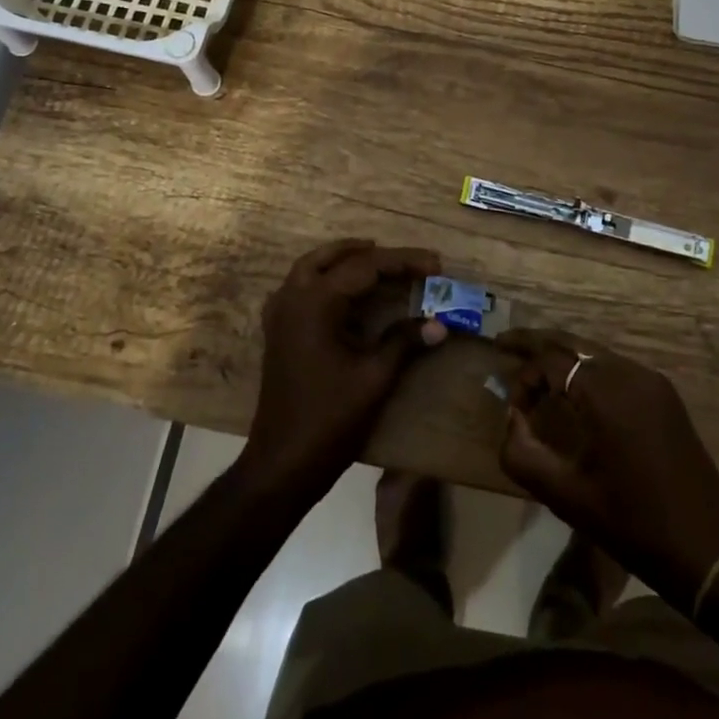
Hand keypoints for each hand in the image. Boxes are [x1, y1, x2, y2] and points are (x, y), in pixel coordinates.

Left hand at [241, 239, 446, 502]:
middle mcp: (293, 298)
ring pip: (311, 267)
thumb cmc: (330, 420)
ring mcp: (280, 314)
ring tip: (376, 260)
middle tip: (406, 260)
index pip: (365, 267)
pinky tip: (342, 291)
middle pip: (334, 258)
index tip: (435, 264)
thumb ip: (405, 343)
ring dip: (343, 259)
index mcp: (316, 303)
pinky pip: (300, 287)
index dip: (403, 262)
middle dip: (371, 254)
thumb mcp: (375, 378)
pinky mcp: (278, 331)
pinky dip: (324, 278)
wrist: (282, 464)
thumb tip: (440, 324)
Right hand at [497, 328, 718, 611]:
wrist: (709, 548)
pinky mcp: (664, 394)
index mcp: (605, 392)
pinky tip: (574, 391)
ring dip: (562, 357)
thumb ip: (523, 453)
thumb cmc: (633, 524)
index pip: (549, 361)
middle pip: (572, 342)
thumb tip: (511, 419)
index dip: (523, 378)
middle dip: (536, 342)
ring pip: (594, 352)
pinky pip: (615, 367)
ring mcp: (651, 381)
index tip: (512, 410)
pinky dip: (587, 370)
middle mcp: (628, 372)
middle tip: (505, 344)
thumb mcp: (566, 496)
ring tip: (536, 371)